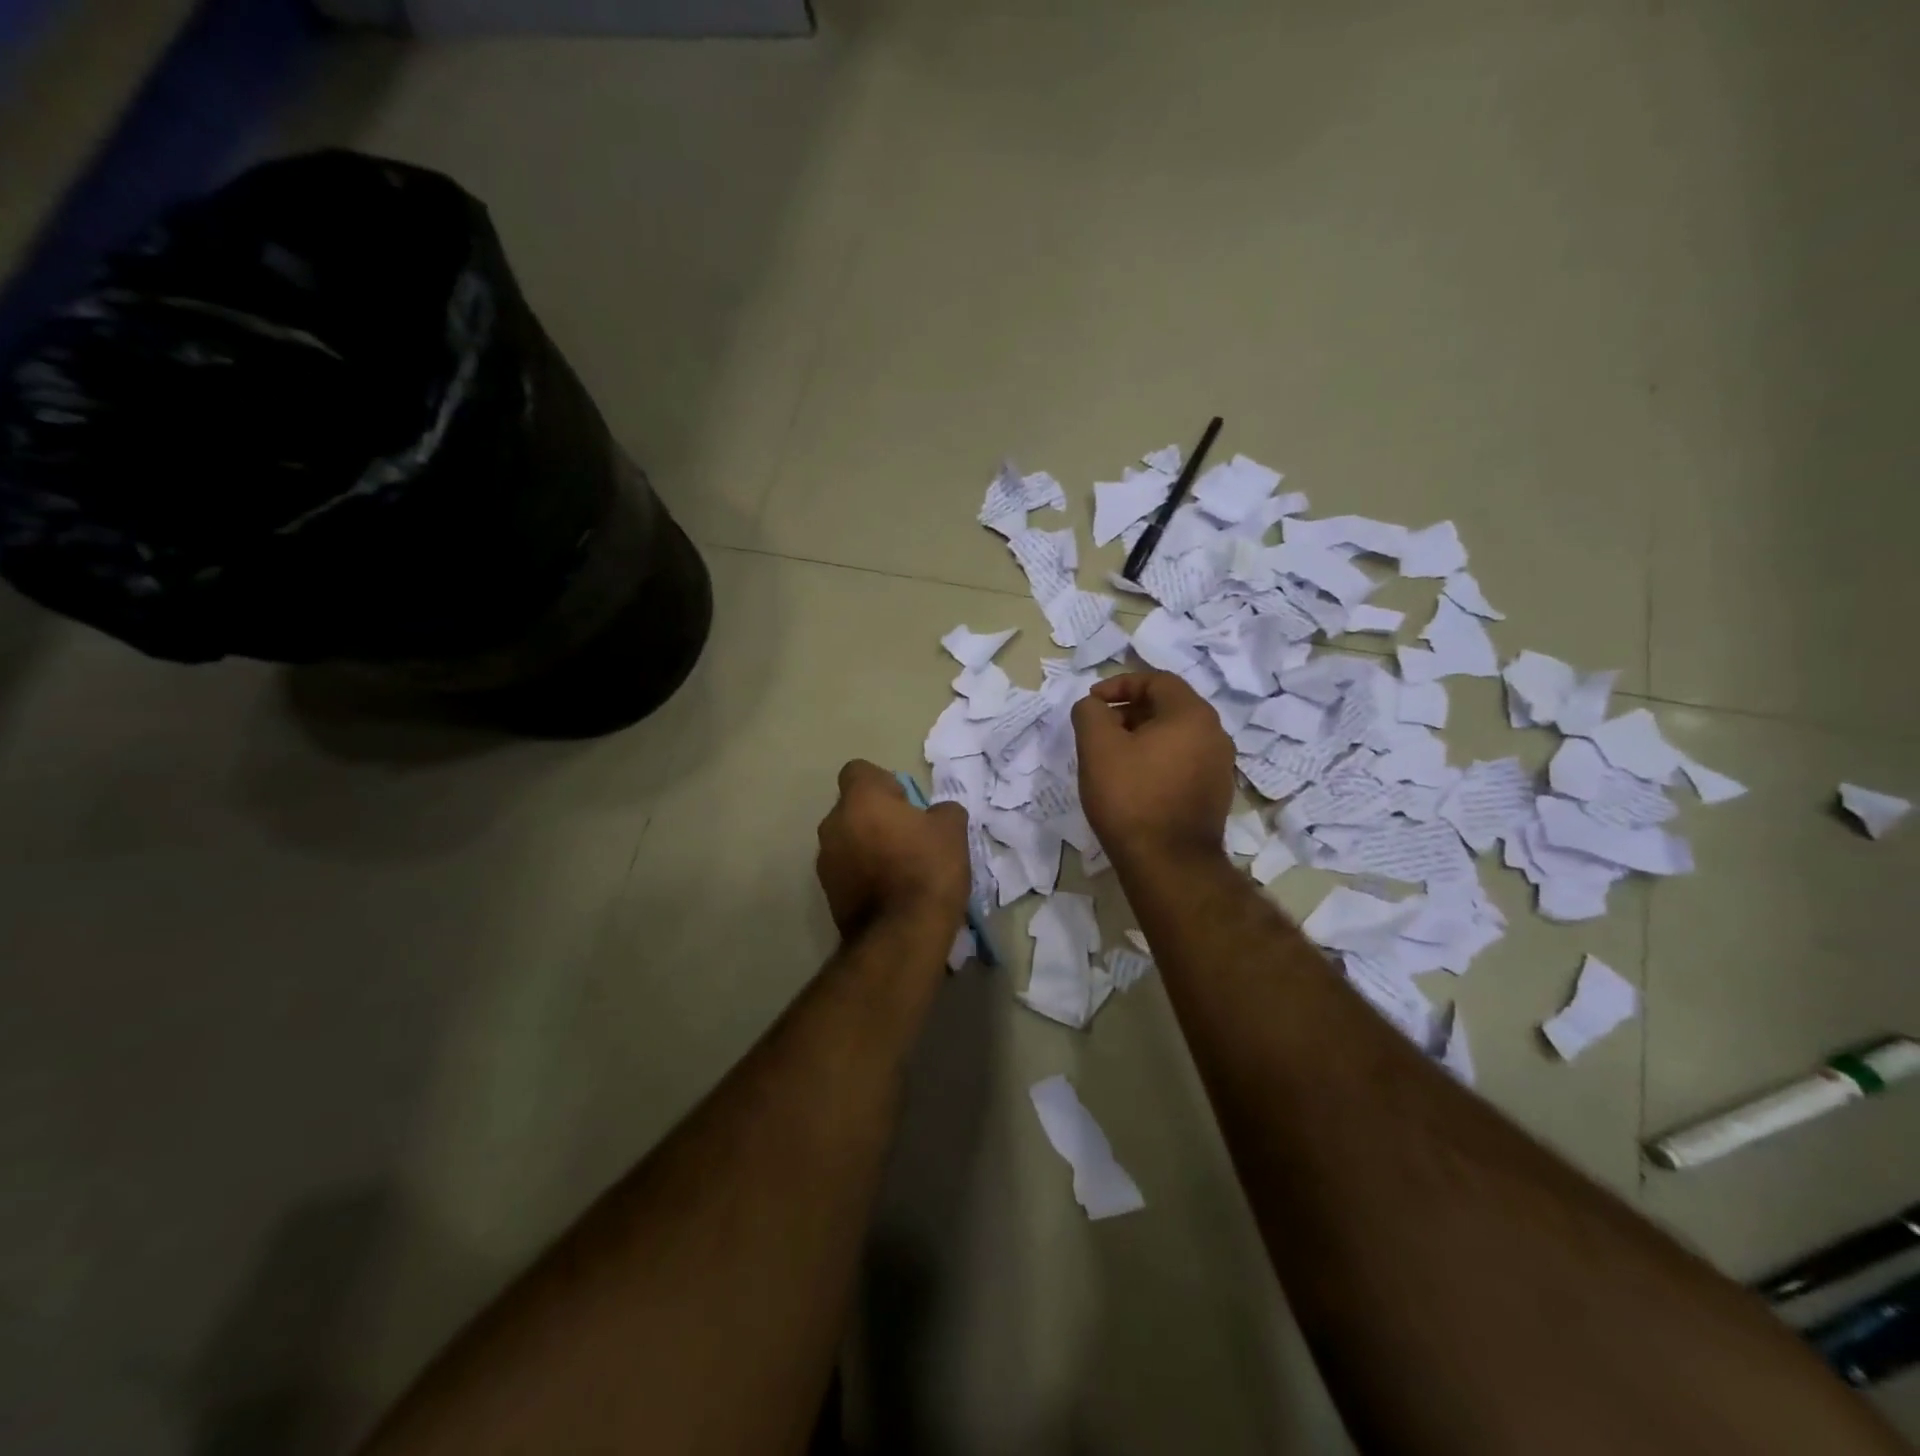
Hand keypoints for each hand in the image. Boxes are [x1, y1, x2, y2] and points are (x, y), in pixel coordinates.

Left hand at [816, 760, 970, 938]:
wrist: (901, 934)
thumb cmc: (927, 869)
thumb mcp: (952, 830)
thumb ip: (942, 811)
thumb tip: (936, 814)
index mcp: (861, 799)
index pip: (858, 771)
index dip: (883, 782)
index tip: (906, 803)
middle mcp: (833, 823)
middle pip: (852, 807)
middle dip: (875, 816)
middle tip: (908, 836)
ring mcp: (825, 860)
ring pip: (847, 839)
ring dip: (867, 846)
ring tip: (899, 868)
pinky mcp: (826, 892)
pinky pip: (846, 870)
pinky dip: (862, 874)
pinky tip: (889, 892)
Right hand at [1071, 671, 1233, 863]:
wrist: (1169, 863)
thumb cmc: (1131, 797)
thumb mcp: (1097, 747)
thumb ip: (1090, 713)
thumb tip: (1094, 706)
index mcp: (1192, 714)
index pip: (1157, 680)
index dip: (1119, 685)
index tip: (1092, 702)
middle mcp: (1215, 734)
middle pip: (1168, 707)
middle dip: (1129, 712)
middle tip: (1099, 730)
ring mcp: (1220, 766)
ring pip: (1175, 736)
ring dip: (1142, 737)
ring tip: (1111, 757)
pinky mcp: (1215, 794)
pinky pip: (1183, 762)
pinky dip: (1157, 760)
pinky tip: (1134, 782)